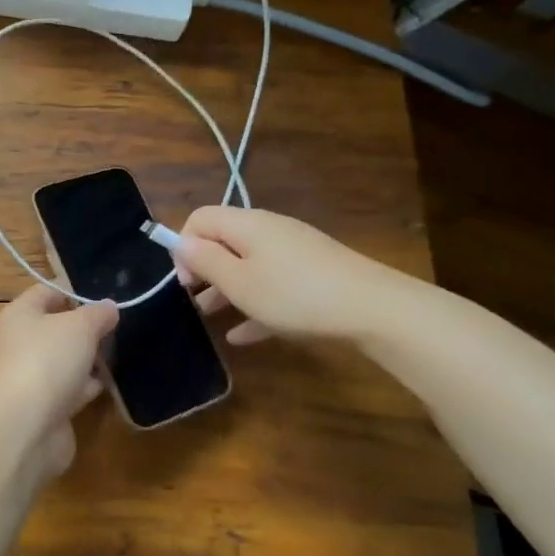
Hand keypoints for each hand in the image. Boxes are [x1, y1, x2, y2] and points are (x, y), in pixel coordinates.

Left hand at [0, 285, 118, 472]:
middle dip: (87, 327)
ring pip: (66, 360)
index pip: (47, 292)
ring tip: (123, 350)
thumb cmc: (47, 361)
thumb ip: (97, 314)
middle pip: (58, 327)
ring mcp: (32, 377)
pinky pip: (71, 389)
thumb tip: (108, 307)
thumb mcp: (79, 326)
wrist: (25, 427)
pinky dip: (88, 386)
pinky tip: (112, 383)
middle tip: (122, 324)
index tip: (108, 294)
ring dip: (90, 358)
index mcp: (20, 315)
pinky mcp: (46, 407)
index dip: (75, 290)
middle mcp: (21, 343)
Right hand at [171, 206, 413, 344]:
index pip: (201, 218)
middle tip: (194, 300)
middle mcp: (269, 231)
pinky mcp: (313, 274)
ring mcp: (294, 252)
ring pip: (248, 265)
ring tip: (210, 319)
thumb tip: (181, 243)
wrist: (373, 308)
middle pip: (224, 241)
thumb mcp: (240, 282)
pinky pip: (273, 285)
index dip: (184, 245)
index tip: (185, 281)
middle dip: (204, 270)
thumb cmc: (294, 294)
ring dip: (226, 289)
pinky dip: (255, 304)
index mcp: (246, 225)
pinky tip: (243, 337)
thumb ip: (206, 261)